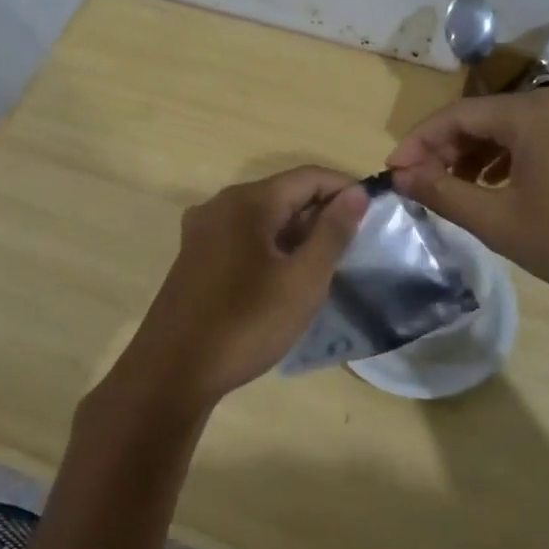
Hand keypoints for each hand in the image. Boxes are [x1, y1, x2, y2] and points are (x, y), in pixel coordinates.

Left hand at [117, 166, 368, 406]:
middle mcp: (221, 204)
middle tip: (353, 246)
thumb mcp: (303, 280)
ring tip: (325, 264)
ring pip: (263, 217)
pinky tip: (284, 277)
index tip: (375, 213)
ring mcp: (202, 231)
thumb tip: (355, 194)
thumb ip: (332, 232)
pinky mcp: (194, 256)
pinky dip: (271, 246)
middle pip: (284, 193)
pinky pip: (242, 237)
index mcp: (248, 201)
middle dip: (321, 213)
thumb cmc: (246, 324)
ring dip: (297, 232)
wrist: (173, 372)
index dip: (345, 189)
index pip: (309, 176)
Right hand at [385, 91, 548, 308]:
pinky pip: (535, 140)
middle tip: (422, 184)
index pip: (456, 115)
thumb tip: (401, 175)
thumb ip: (444, 193)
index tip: (393, 172)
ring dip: (474, 156)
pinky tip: (497, 189)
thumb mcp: (500, 221)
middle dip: (445, 149)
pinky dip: (506, 160)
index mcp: (529, 114)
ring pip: (509, 129)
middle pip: (482, 117)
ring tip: (455, 190)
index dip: (418, 142)